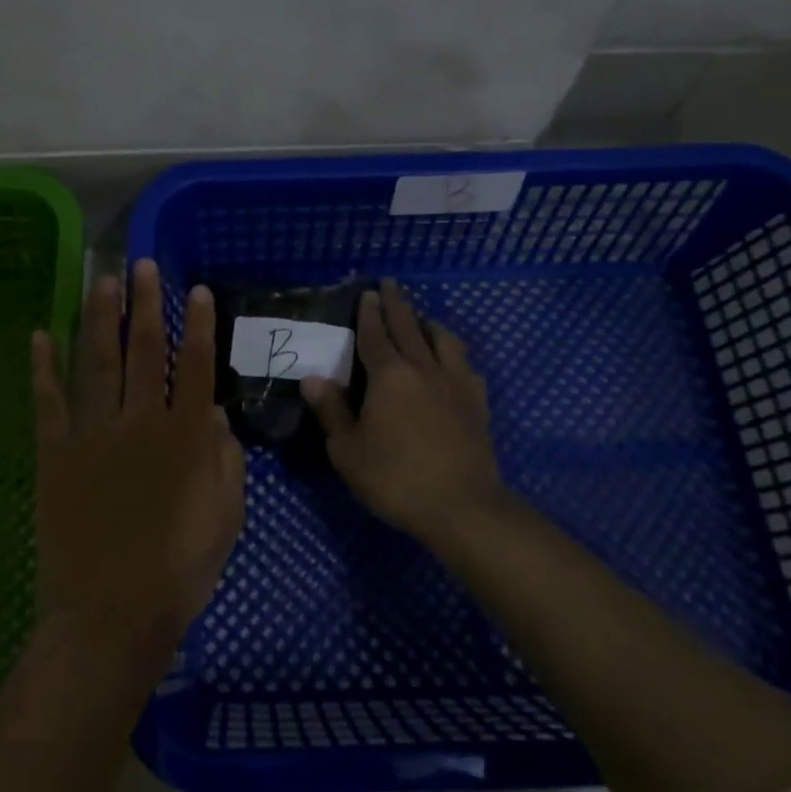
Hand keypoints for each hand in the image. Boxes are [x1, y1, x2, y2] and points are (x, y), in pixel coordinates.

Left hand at [30, 260, 245, 668]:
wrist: (110, 614)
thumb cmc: (179, 570)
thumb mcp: (225, 517)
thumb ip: (224, 459)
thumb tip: (212, 412)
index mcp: (184, 437)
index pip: (195, 365)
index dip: (197, 325)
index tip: (195, 290)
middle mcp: (139, 422)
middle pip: (144, 350)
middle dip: (144, 304)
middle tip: (140, 265)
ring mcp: (92, 435)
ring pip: (97, 362)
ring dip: (99, 318)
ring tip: (101, 281)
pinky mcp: (55, 454)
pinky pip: (47, 401)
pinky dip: (42, 367)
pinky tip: (38, 334)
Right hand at [301, 279, 506, 550]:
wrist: (462, 506)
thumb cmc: (395, 478)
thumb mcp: (348, 450)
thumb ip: (331, 411)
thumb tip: (312, 379)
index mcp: (389, 376)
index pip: (375, 334)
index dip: (369, 313)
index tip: (368, 292)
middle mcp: (424, 369)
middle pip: (409, 327)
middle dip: (397, 304)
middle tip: (391, 285)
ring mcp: (456, 384)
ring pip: (444, 341)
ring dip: (430, 324)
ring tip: (423, 320)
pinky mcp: (477, 404)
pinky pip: (466, 367)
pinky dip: (454, 356)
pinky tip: (453, 364)